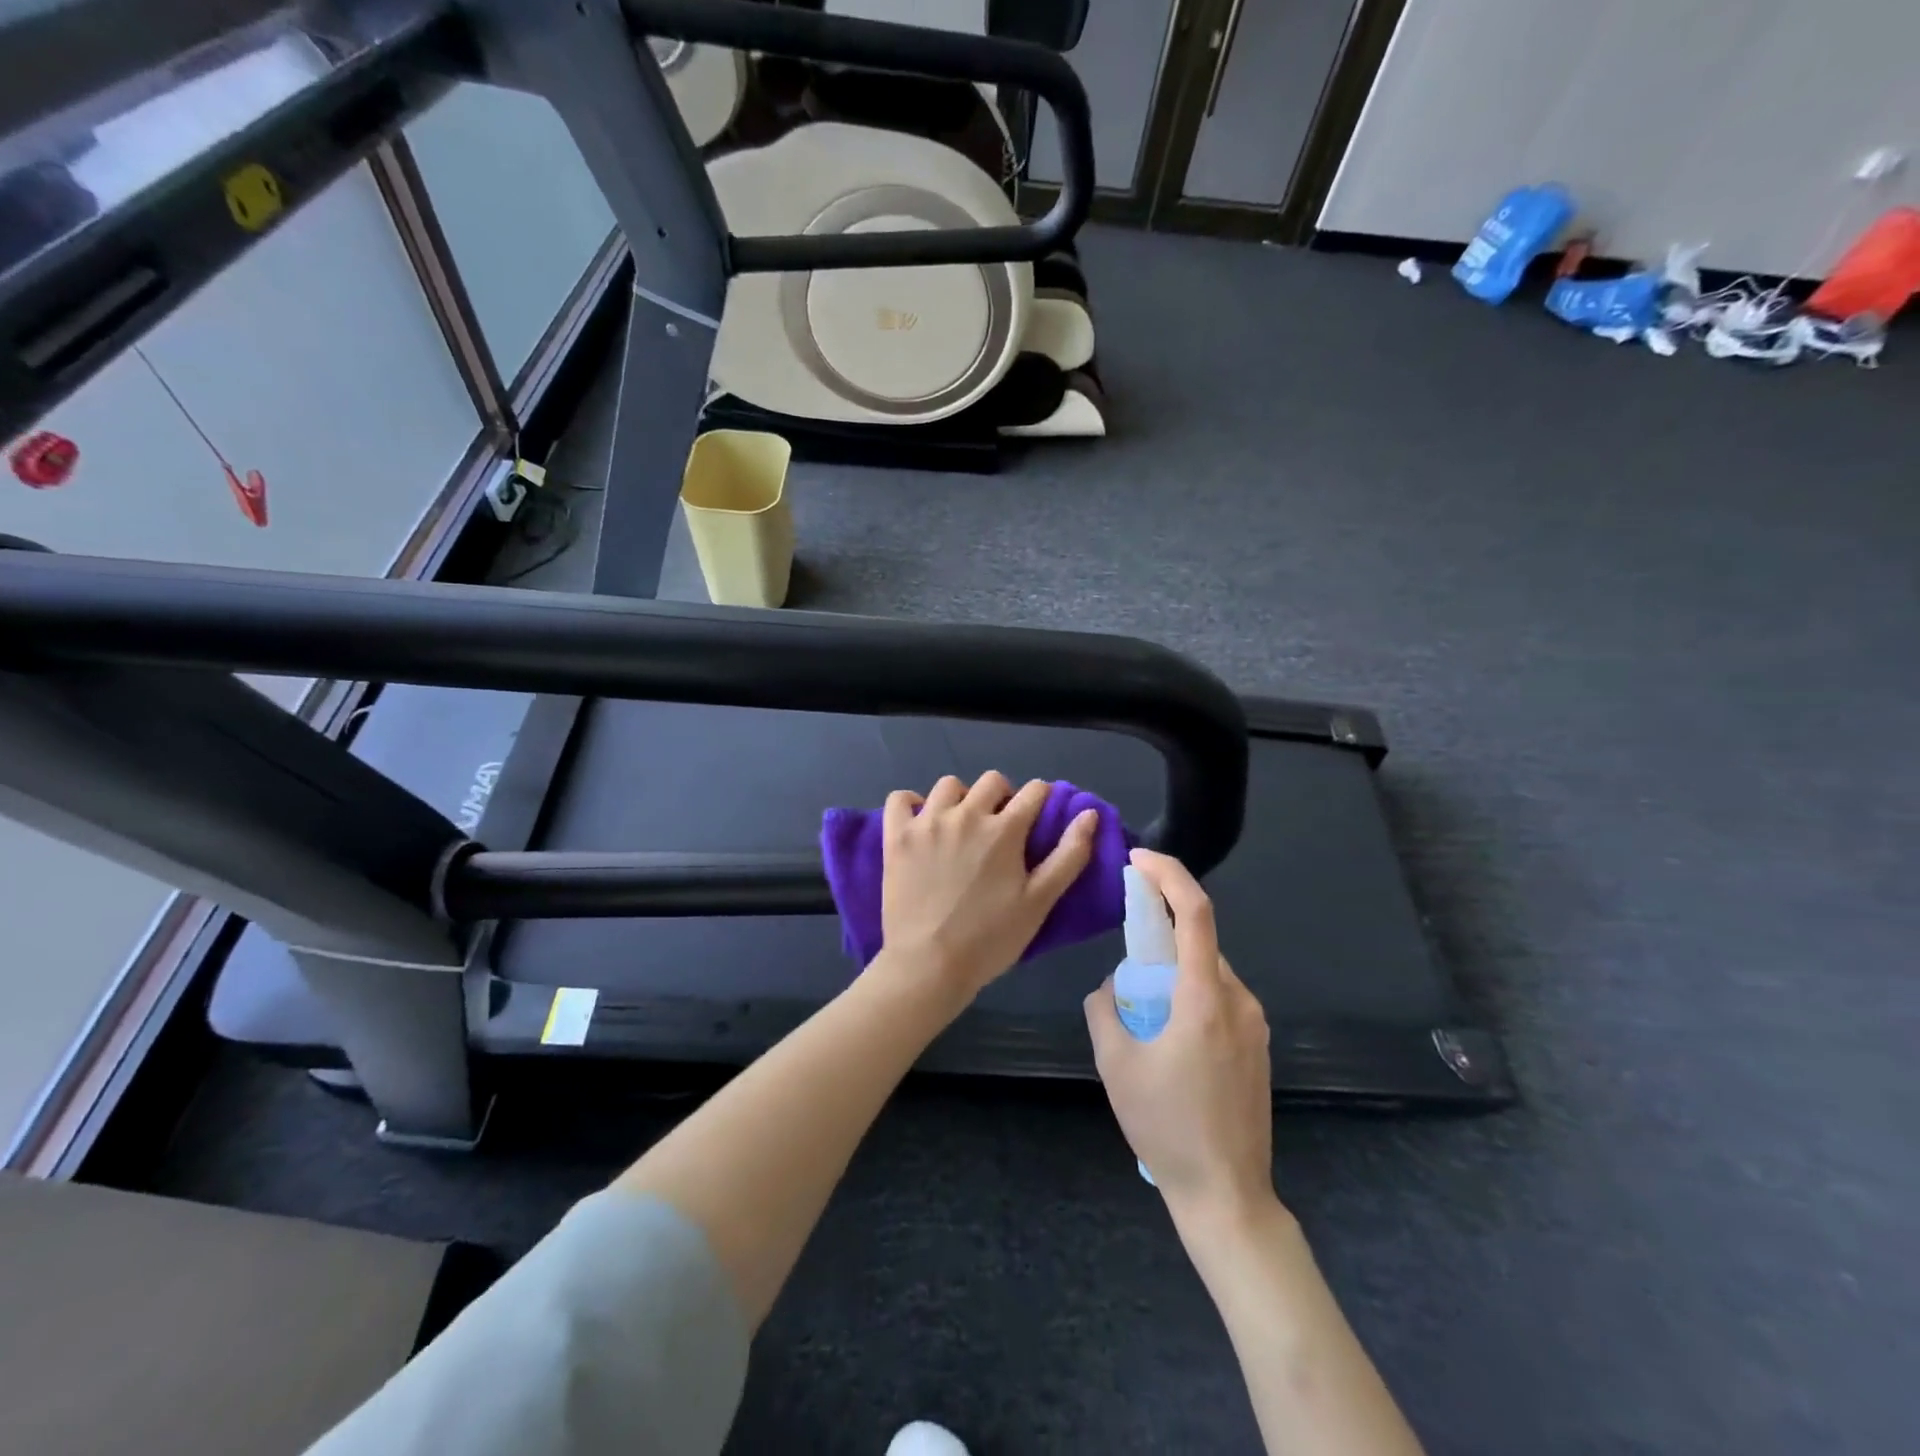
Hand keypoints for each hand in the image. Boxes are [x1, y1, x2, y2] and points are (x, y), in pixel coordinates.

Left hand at [878, 772, 1097, 1003]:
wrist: (929, 966)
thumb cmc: (990, 939)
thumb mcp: (1039, 902)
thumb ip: (1068, 856)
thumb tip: (1089, 814)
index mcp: (1004, 830)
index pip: (1034, 791)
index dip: (1042, 799)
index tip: (1038, 817)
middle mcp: (965, 814)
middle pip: (992, 781)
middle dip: (1003, 796)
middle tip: (1000, 827)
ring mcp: (926, 823)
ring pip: (948, 785)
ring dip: (961, 798)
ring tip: (961, 825)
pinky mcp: (896, 836)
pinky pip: (900, 799)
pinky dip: (911, 803)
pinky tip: (921, 822)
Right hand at [1084, 848, 1275, 1221]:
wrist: (1227, 1195)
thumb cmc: (1167, 1127)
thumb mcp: (1116, 1064)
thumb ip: (1104, 1008)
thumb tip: (1113, 986)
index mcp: (1205, 999)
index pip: (1194, 913)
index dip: (1168, 875)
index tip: (1138, 860)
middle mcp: (1239, 1001)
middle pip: (1199, 942)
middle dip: (1161, 932)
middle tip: (1125, 955)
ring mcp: (1255, 1025)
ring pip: (1208, 972)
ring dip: (1174, 970)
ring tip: (1142, 1012)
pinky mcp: (1258, 1046)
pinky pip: (1219, 999)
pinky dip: (1189, 994)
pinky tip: (1168, 1036)